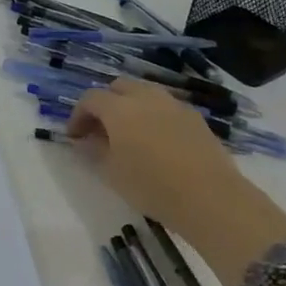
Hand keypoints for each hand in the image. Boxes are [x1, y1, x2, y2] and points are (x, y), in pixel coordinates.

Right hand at [68, 78, 285, 285]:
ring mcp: (174, 105)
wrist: (211, 199)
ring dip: (131, 106)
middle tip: (101, 129)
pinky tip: (157, 141)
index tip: (74, 136)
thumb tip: (85, 140)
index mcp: (119, 108)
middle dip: (105, 103)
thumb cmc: (152, 186)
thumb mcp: (112, 173)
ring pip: (145, 92)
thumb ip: (94, 151)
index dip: (78, 115)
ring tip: (129, 133)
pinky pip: (166, 107)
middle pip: (118, 86)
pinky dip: (154, 115)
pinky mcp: (196, 118)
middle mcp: (145, 97)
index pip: (90, 99)